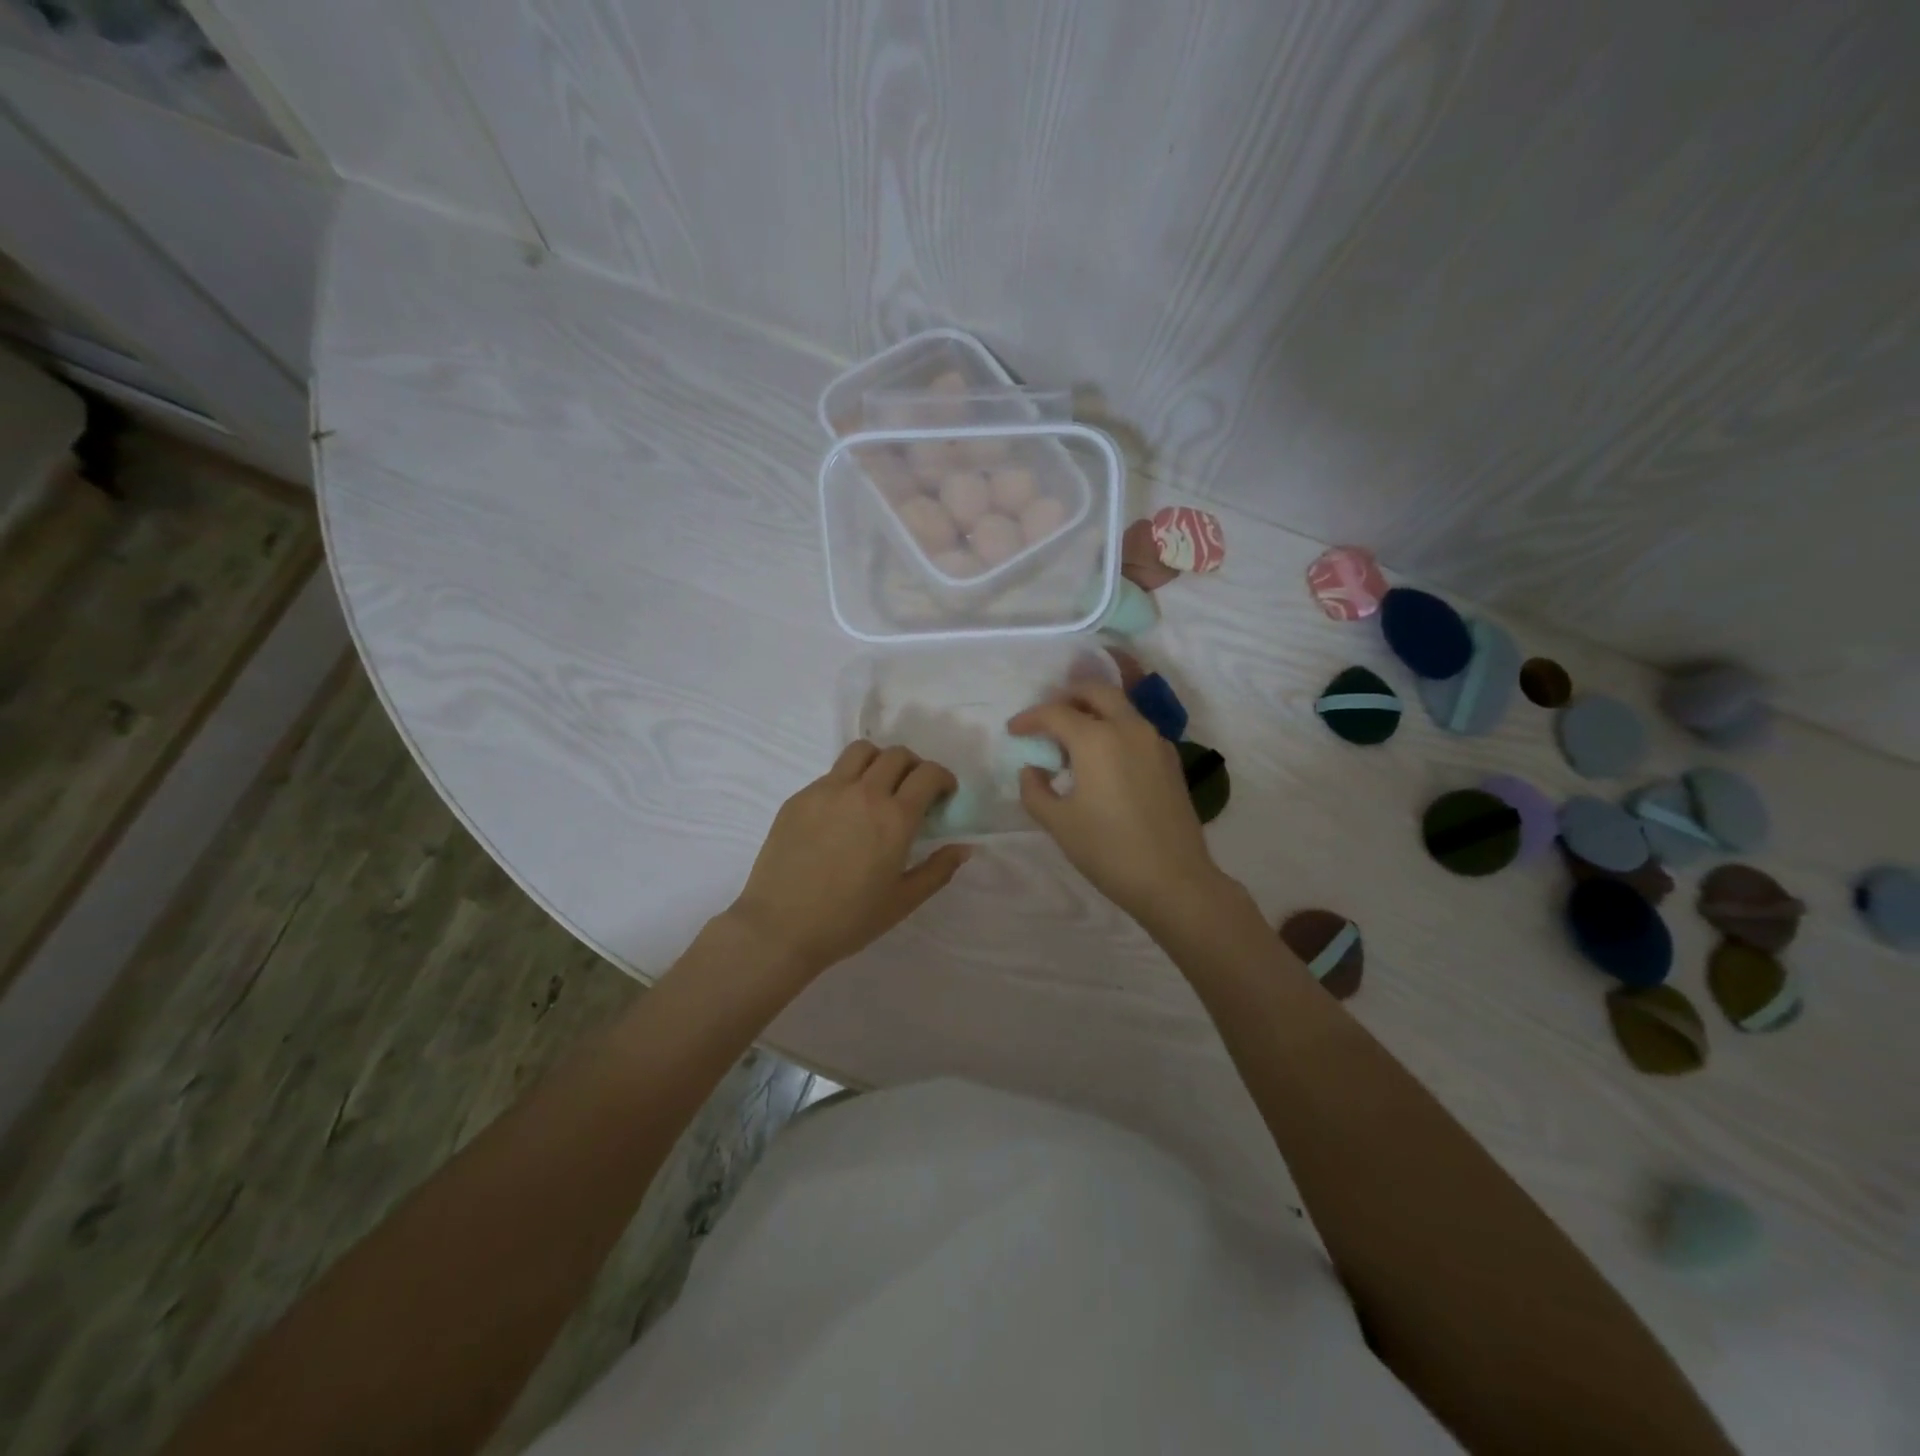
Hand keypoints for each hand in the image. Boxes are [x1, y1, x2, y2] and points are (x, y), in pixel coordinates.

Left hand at [727, 741, 969, 979]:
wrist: (780, 928)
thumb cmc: (848, 920)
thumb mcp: (903, 901)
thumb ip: (938, 870)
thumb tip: (963, 847)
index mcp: (894, 818)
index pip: (928, 773)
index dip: (942, 777)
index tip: (943, 793)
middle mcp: (864, 793)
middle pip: (897, 755)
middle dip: (914, 767)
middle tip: (913, 790)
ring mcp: (827, 790)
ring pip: (861, 752)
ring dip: (879, 761)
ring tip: (878, 787)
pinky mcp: (800, 798)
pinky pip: (831, 774)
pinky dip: (848, 781)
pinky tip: (843, 813)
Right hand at [1008, 684, 1227, 925]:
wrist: (1174, 880)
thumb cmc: (1109, 851)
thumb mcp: (1059, 823)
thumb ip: (1035, 790)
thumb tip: (1033, 770)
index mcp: (1097, 739)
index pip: (1056, 713)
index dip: (1030, 718)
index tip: (1014, 731)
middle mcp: (1129, 728)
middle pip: (1096, 691)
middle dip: (1067, 696)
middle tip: (1047, 716)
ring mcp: (1155, 742)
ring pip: (1121, 707)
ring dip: (1093, 710)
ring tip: (1073, 738)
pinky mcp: (1171, 760)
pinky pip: (1137, 728)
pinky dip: (1114, 728)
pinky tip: (1104, 758)